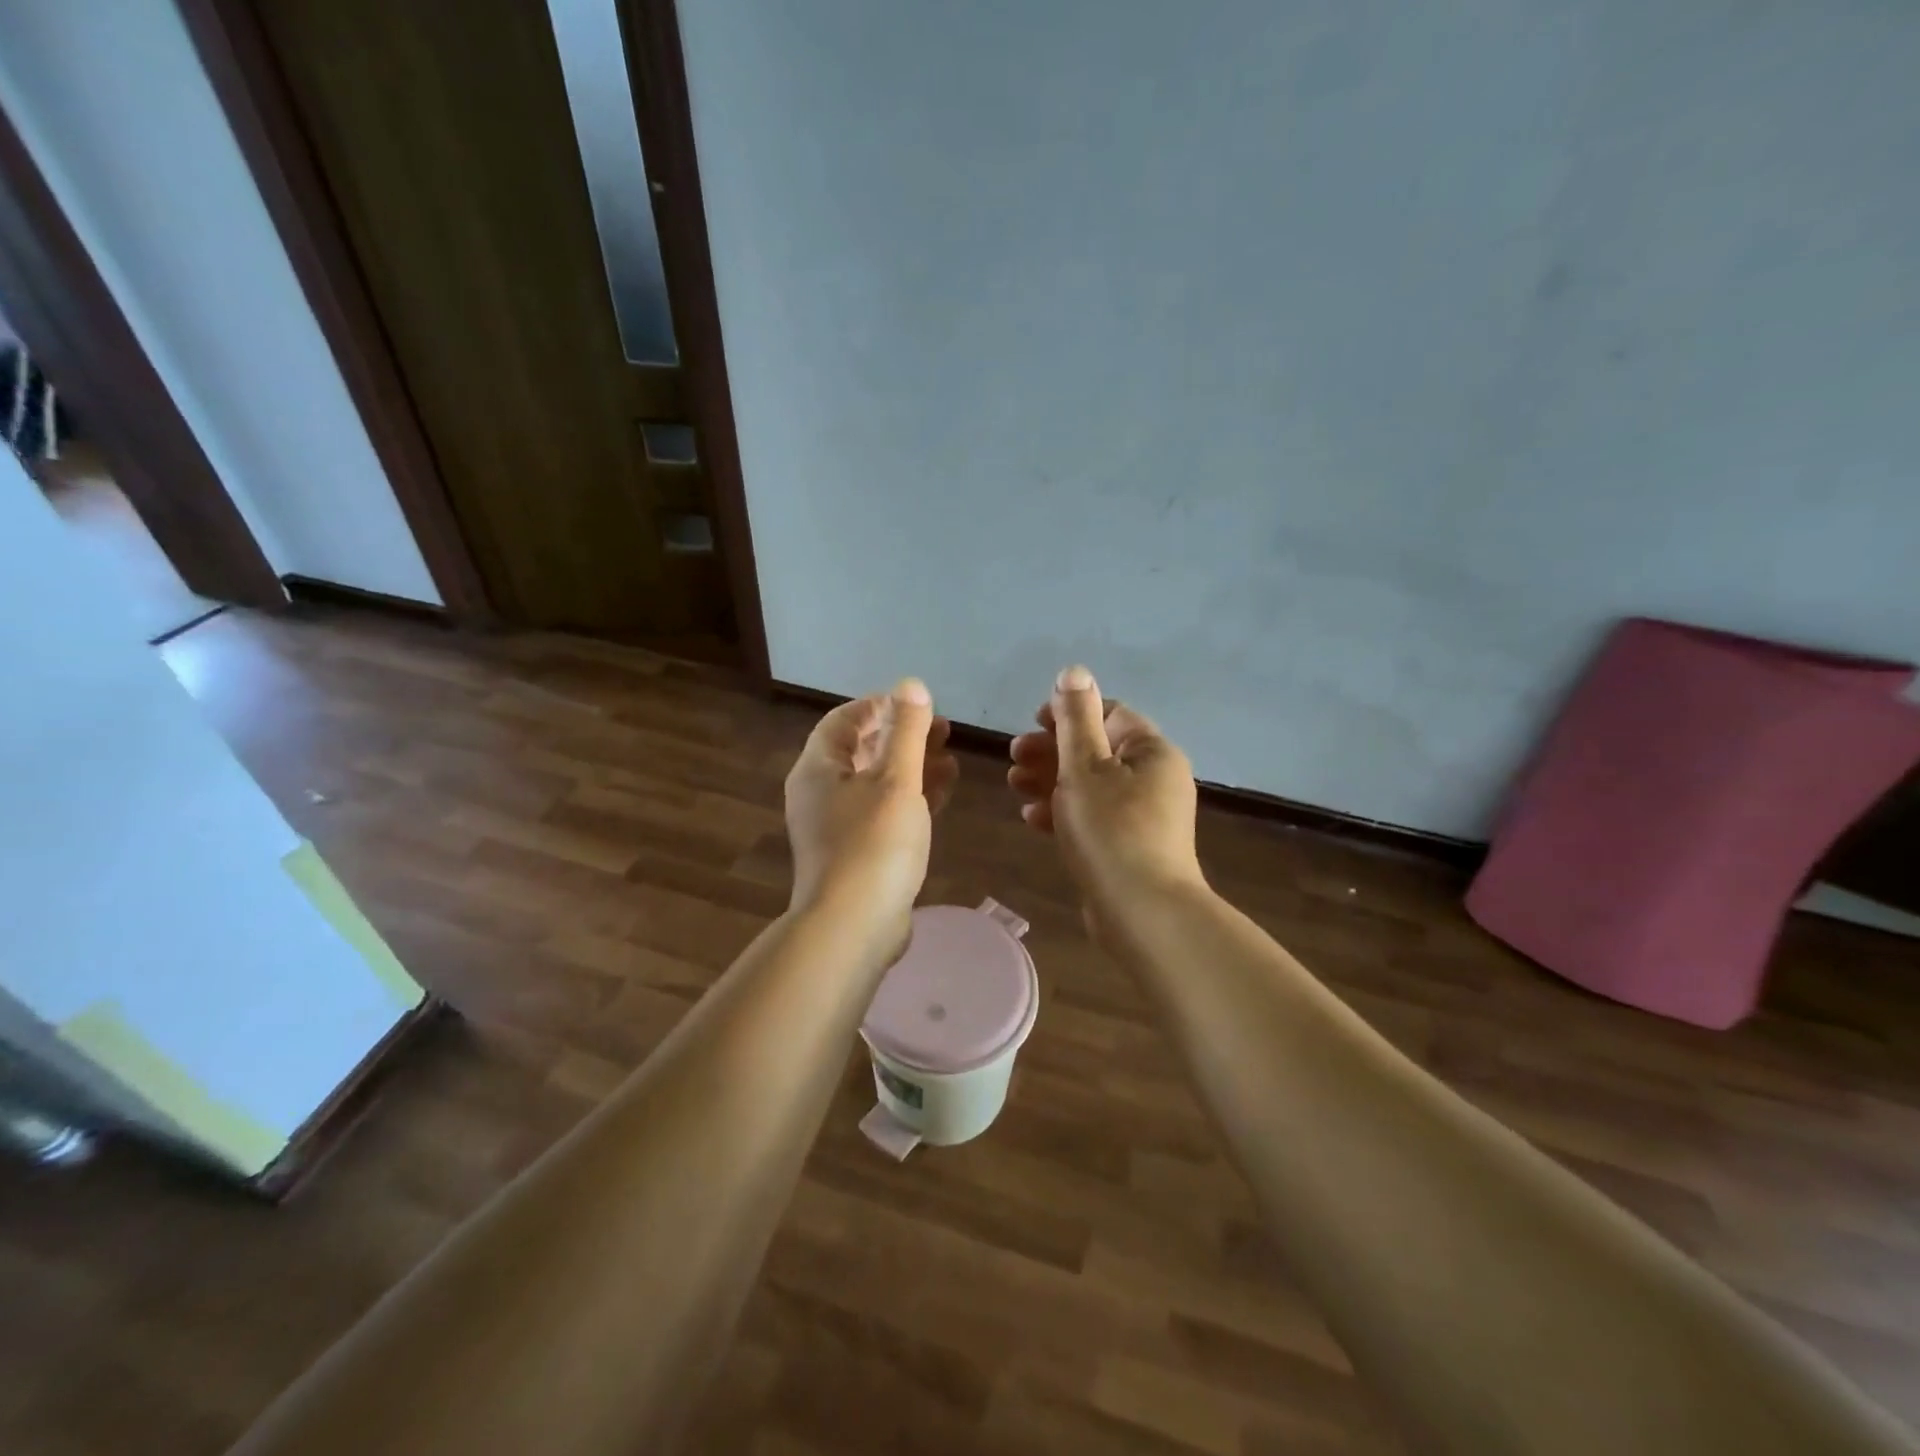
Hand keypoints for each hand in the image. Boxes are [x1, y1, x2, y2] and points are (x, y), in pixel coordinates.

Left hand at [785, 679, 957, 954]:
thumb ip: (906, 730)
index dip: (879, 706)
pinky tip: (942, 794)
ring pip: (875, 783)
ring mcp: (836, 826)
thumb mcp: (897, 779)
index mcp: (818, 768)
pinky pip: (882, 812)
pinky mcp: (855, 853)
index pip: (844, 720)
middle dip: (902, 736)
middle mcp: (820, 793)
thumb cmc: (874, 843)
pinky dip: (909, 798)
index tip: (917, 705)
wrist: (853, 926)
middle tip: (943, 730)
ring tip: (950, 759)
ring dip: (911, 767)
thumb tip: (910, 685)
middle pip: (861, 750)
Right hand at [1008, 666, 1205, 935]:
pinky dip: (1064, 812)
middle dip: (1051, 750)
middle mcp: (1154, 778)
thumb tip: (1074, 671)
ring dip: (1050, 781)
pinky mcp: (1130, 846)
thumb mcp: (1085, 766)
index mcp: (1151, 751)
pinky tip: (1032, 819)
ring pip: (1090, 785)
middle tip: (1013, 757)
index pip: (1108, 714)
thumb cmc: (1111, 829)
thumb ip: (1075, 718)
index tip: (1031, 722)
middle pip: (1096, 750)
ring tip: (1014, 786)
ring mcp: (1144, 815)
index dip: (1068, 713)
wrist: (1142, 912)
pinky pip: (1094, 817)